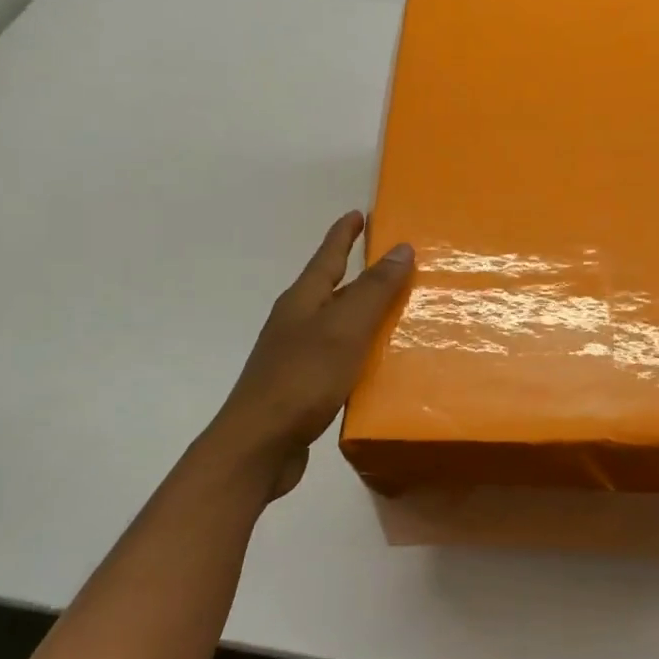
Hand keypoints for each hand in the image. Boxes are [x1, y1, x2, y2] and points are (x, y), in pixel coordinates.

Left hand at [206, 212, 413, 501]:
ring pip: (333, 322)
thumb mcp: (345, 329)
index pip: (328, 256)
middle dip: (356, 271)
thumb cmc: (302, 378)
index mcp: (303, 300)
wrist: (258, 445)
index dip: (344, 234)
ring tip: (391, 311)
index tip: (359, 212)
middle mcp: (295, 321)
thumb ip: (373, 290)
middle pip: (328, 287)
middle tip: (389, 261)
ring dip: (358, 312)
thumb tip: (399, 247)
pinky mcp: (299, 386)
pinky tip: (373, 364)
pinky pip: (335, 355)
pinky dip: (356, 349)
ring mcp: (294, 355)